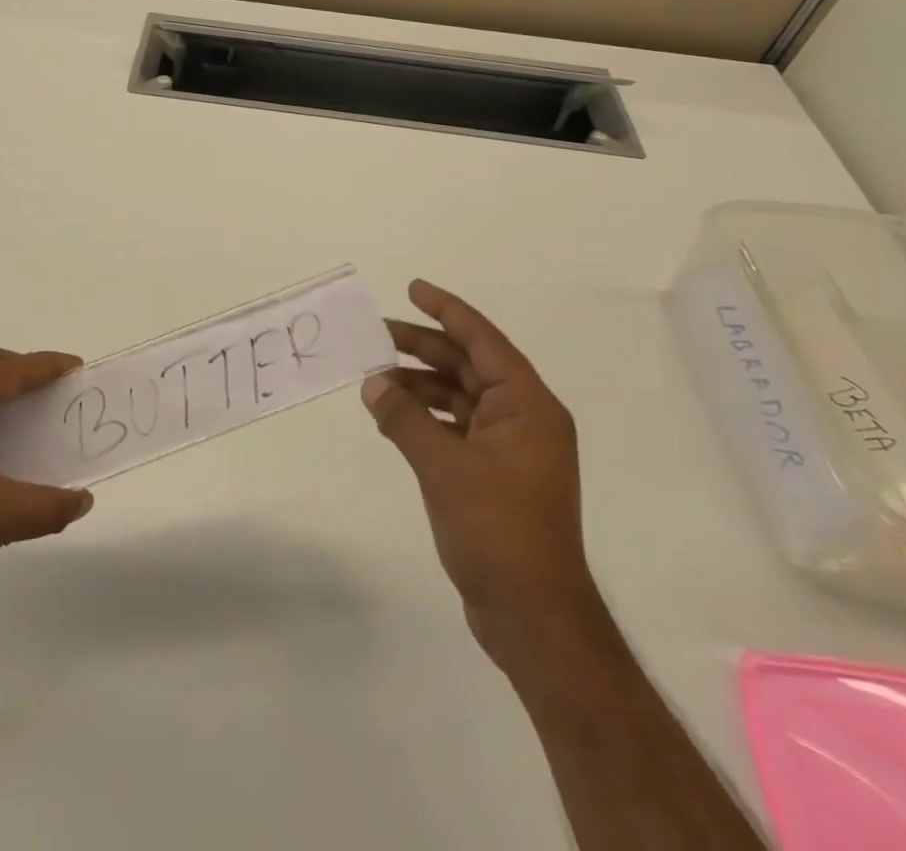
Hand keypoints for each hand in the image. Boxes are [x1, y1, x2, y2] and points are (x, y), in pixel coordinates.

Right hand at [363, 280, 596, 664]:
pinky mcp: (495, 476)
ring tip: (374, 379)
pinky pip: (455, 428)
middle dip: (423, 347)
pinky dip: (425, 419)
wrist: (533, 616)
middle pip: (468, 366)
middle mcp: (524, 419)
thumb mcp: (443, 467)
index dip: (447, 310)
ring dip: (419, 386)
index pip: (483, 341)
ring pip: (459, 398)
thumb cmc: (497, 530)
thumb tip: (372, 382)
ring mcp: (510, 450)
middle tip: (376, 334)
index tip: (412, 289)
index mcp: (527, 406)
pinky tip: (391, 418)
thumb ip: (404, 419)